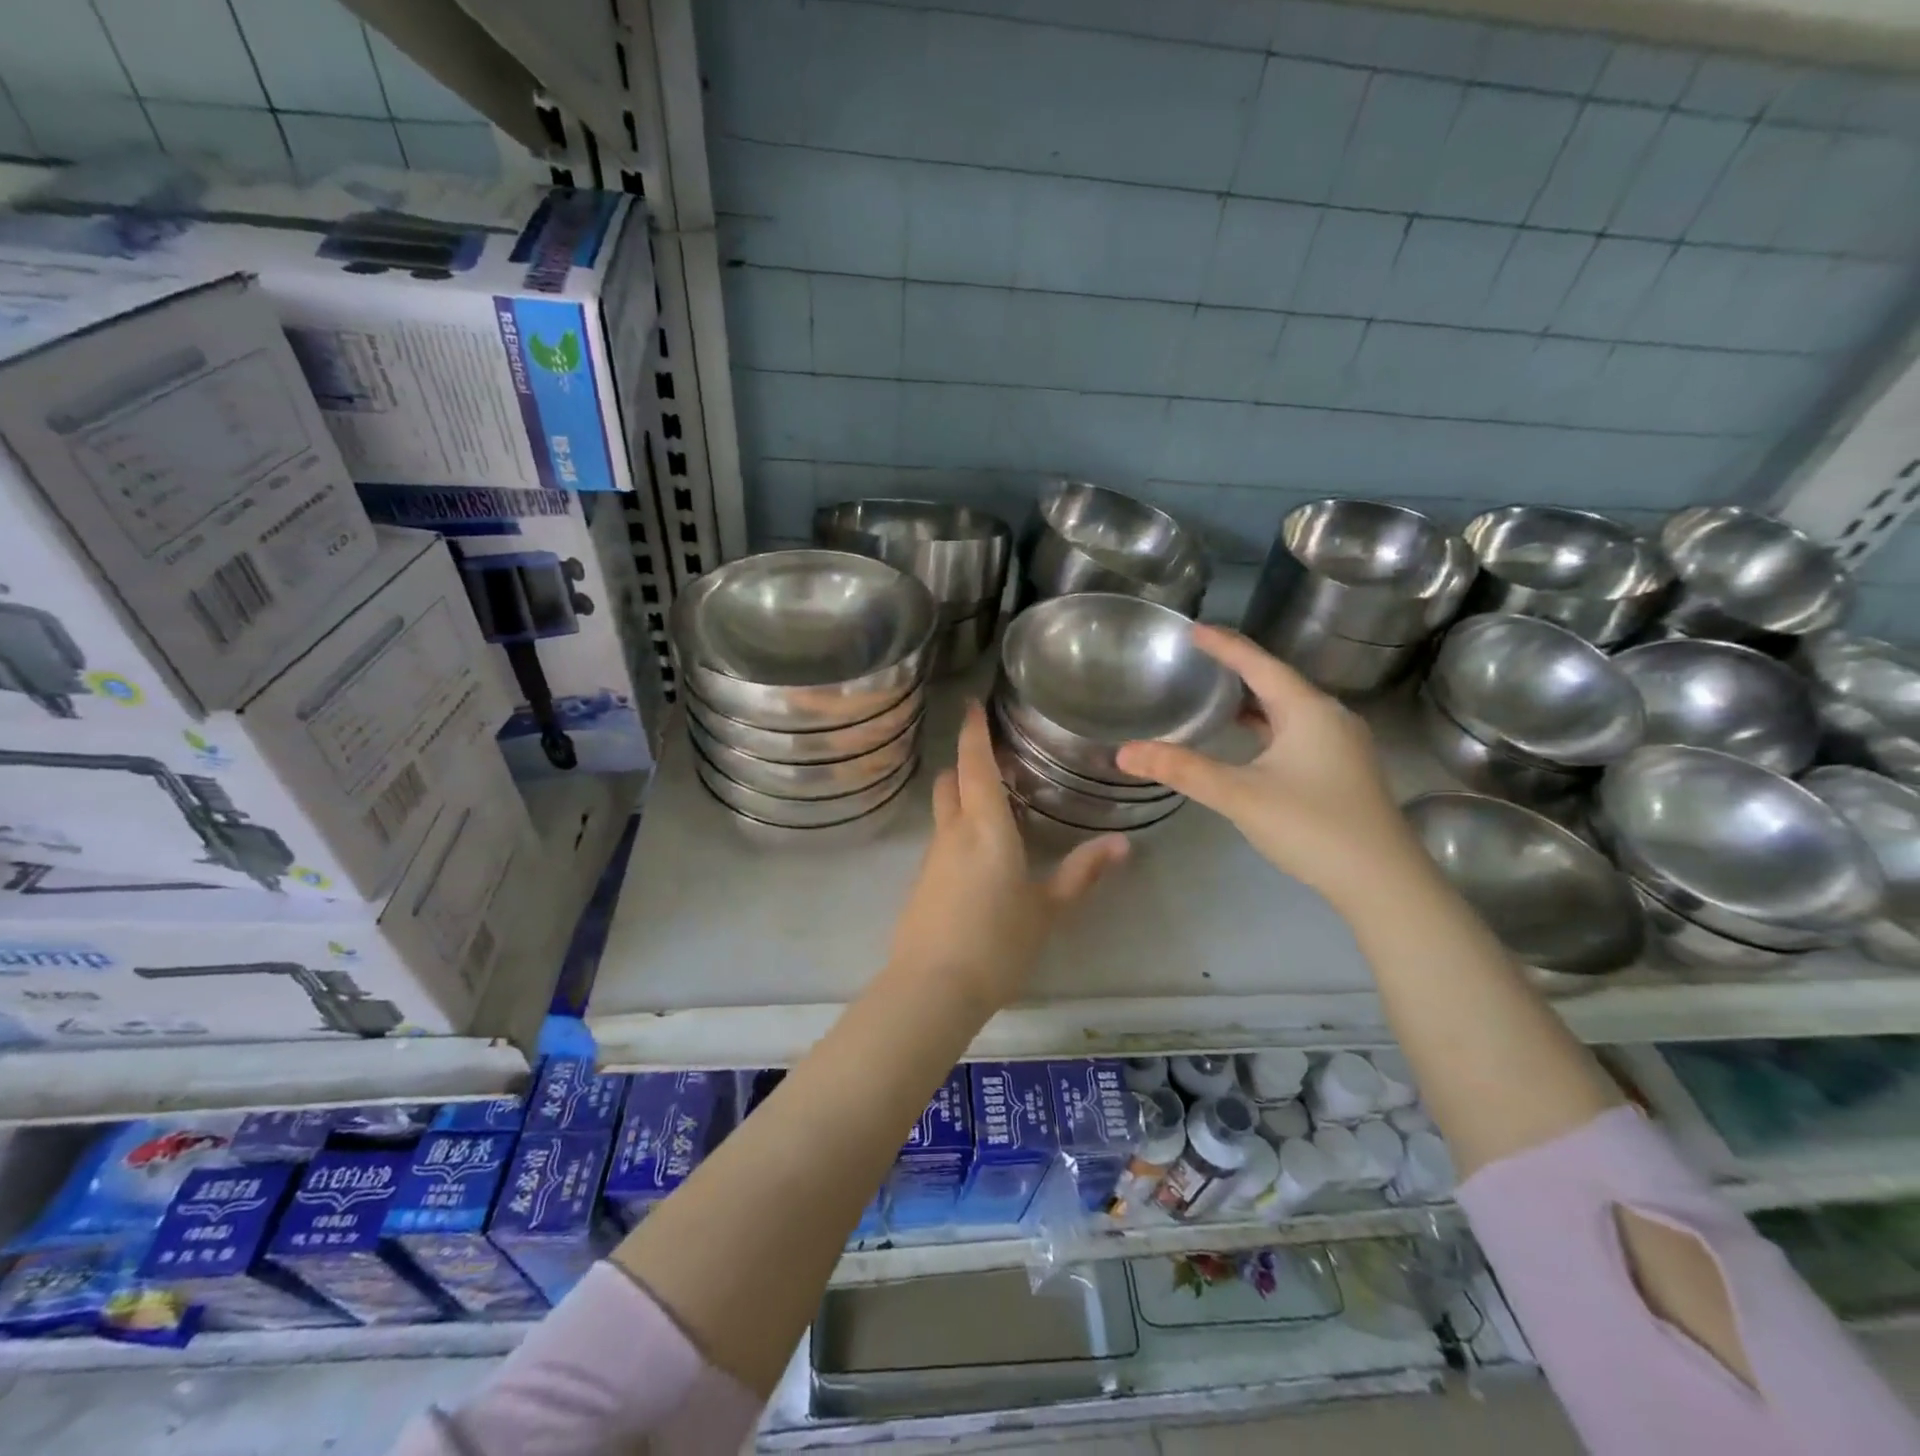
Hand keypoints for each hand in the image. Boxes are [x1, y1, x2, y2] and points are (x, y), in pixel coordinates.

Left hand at [888, 701, 1128, 1012]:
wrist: (932, 988)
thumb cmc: (997, 942)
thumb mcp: (1047, 909)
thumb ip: (1083, 873)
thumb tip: (1123, 844)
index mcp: (985, 826)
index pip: (975, 764)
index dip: (973, 732)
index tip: (971, 703)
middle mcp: (953, 832)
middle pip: (951, 781)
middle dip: (966, 762)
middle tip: (995, 757)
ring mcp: (932, 858)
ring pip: (944, 810)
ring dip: (962, 796)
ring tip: (994, 803)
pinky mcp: (923, 882)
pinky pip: (942, 840)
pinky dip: (957, 829)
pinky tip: (979, 855)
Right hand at [1115, 625, 1426, 912]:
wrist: (1383, 883)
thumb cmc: (1312, 827)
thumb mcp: (1240, 795)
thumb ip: (1183, 770)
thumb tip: (1125, 752)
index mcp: (1309, 710)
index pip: (1259, 664)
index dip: (1225, 645)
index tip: (1193, 629)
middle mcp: (1330, 718)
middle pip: (1277, 682)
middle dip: (1238, 669)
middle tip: (1199, 659)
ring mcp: (1342, 745)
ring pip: (1288, 709)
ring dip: (1253, 700)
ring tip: (1215, 695)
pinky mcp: (1342, 770)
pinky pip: (1297, 732)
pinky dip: (1267, 726)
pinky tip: (1248, 740)